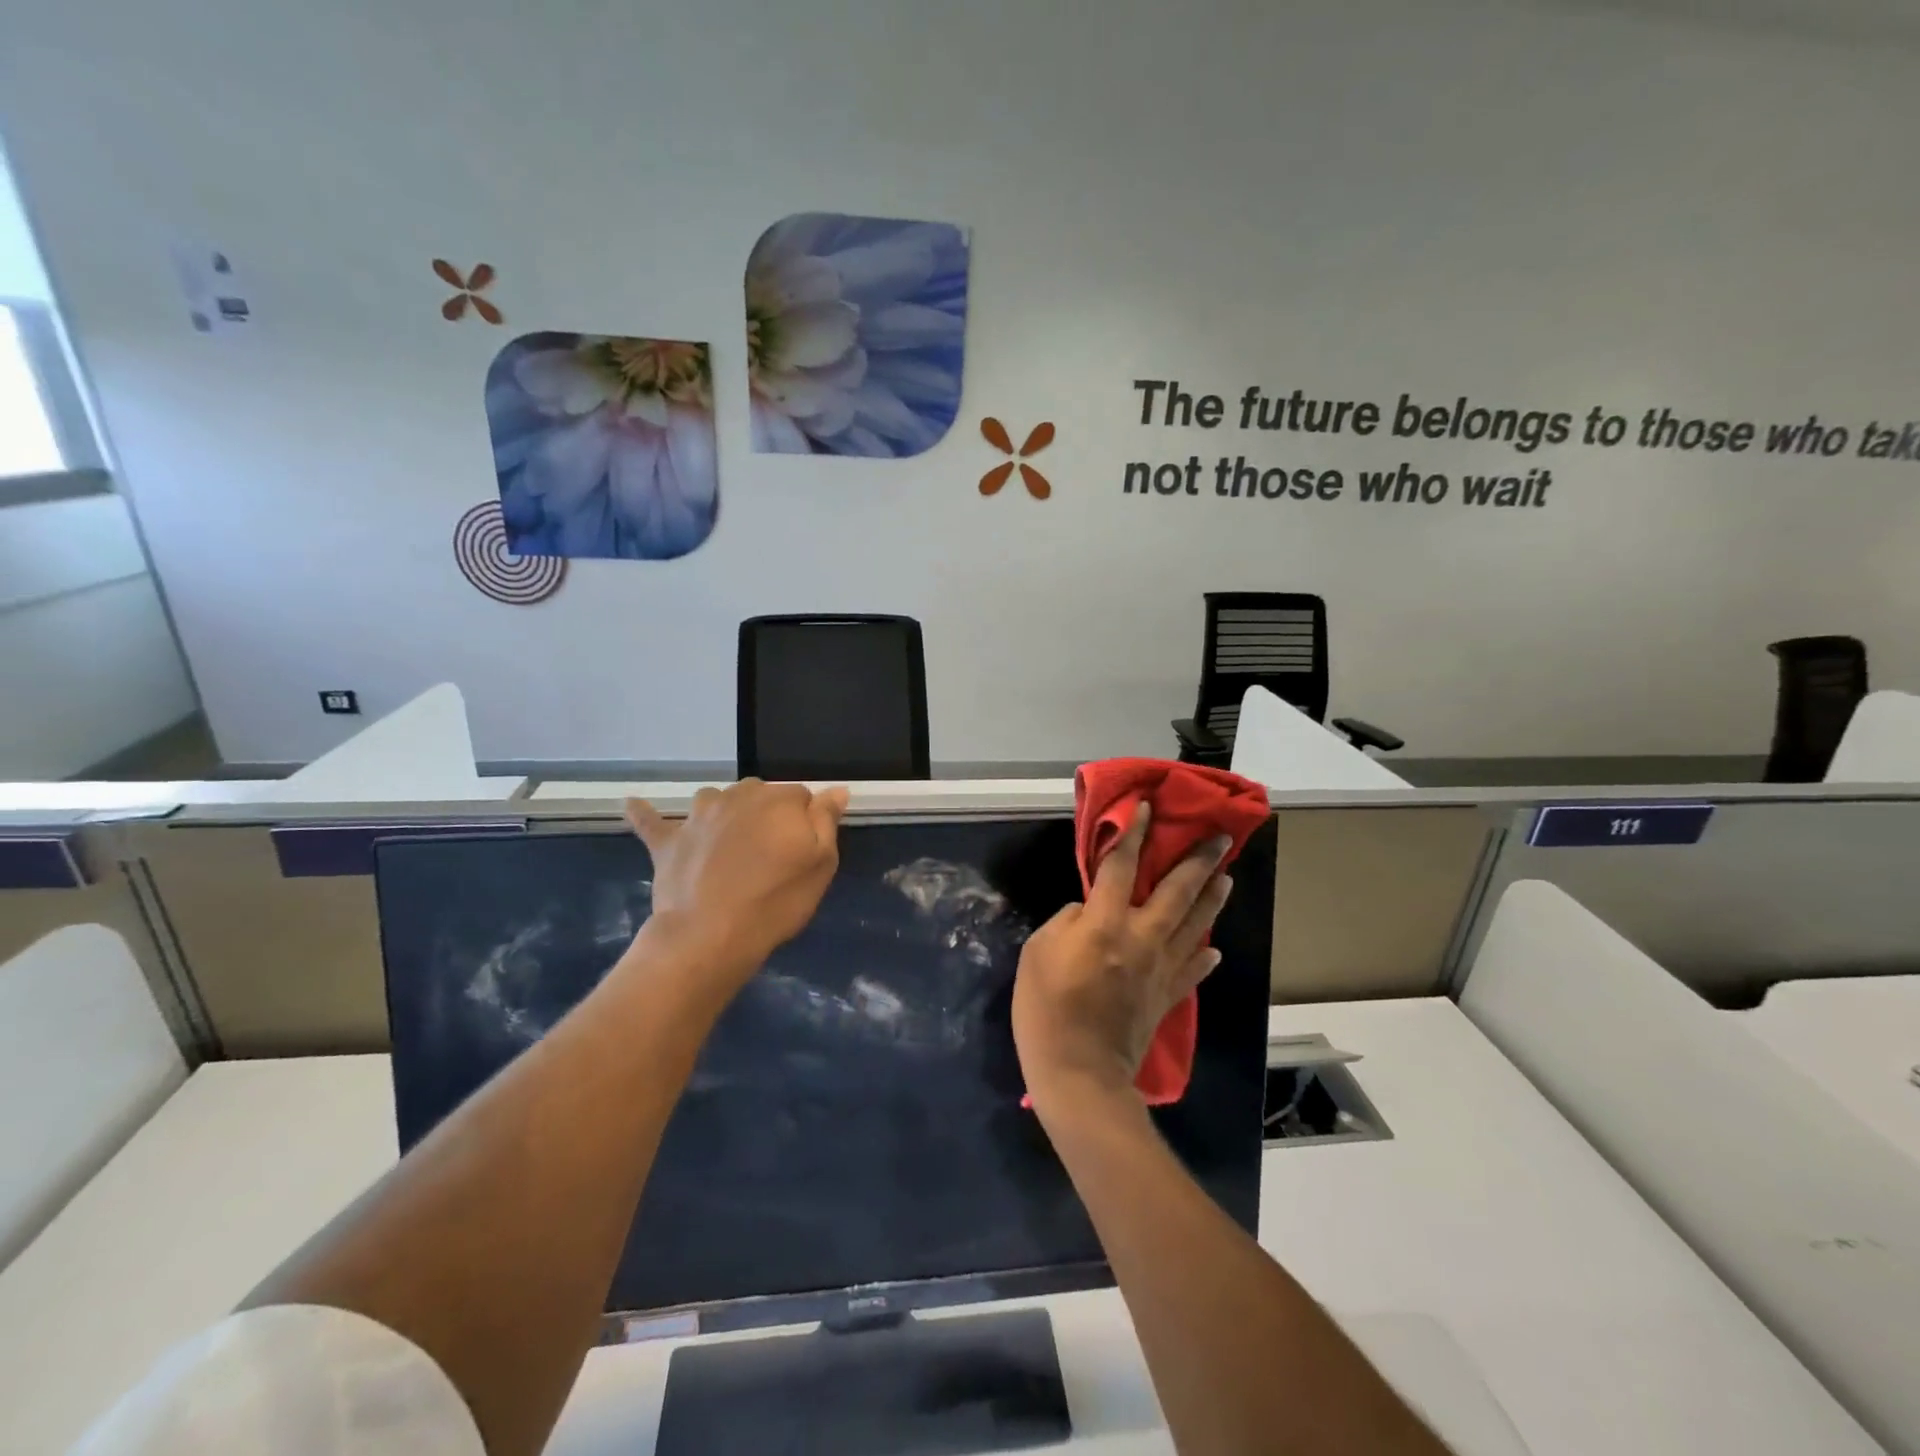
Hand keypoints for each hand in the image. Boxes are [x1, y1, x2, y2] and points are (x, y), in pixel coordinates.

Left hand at [625, 780, 849, 989]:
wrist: (709, 936)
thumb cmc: (774, 901)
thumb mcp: (820, 864)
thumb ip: (826, 821)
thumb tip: (835, 789)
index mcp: (779, 800)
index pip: (802, 797)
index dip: (806, 823)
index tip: (804, 850)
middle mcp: (737, 796)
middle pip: (760, 794)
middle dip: (768, 815)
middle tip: (771, 855)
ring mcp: (698, 815)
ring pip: (716, 800)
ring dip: (725, 812)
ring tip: (730, 842)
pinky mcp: (668, 840)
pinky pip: (652, 821)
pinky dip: (644, 813)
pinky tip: (632, 804)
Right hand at [1013, 804, 1232, 1105]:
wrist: (1079, 1073)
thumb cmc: (1047, 1009)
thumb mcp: (1037, 953)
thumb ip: (1066, 922)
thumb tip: (1088, 912)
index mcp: (1105, 923)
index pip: (1121, 867)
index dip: (1132, 834)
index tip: (1146, 807)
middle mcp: (1141, 938)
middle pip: (1176, 892)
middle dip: (1198, 861)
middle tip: (1221, 838)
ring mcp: (1160, 969)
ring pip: (1193, 925)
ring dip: (1212, 899)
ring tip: (1227, 877)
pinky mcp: (1166, 997)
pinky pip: (1191, 970)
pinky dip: (1203, 956)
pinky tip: (1212, 947)